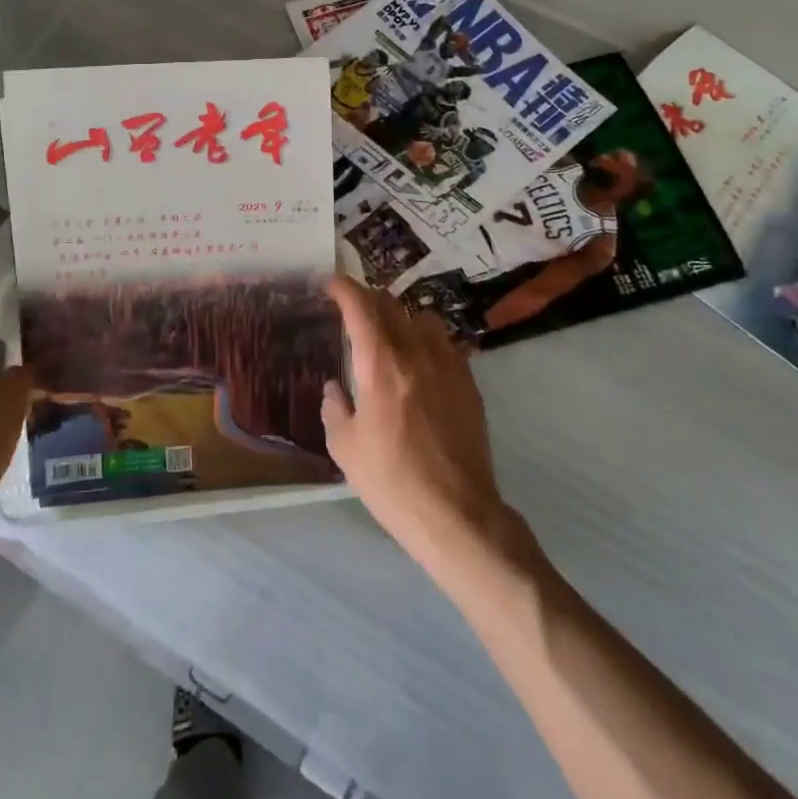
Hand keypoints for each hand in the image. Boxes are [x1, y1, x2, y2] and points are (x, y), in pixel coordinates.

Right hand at [321, 276, 511, 575]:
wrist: (457, 515)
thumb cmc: (393, 482)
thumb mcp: (345, 448)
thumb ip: (334, 408)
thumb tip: (334, 388)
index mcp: (380, 363)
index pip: (360, 305)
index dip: (342, 287)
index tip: (329, 283)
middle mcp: (415, 352)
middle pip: (391, 304)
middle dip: (367, 299)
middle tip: (352, 311)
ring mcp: (447, 364)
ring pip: (423, 316)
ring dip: (401, 316)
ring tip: (390, 333)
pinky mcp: (469, 383)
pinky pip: (446, 342)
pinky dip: (427, 339)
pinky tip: (420, 361)